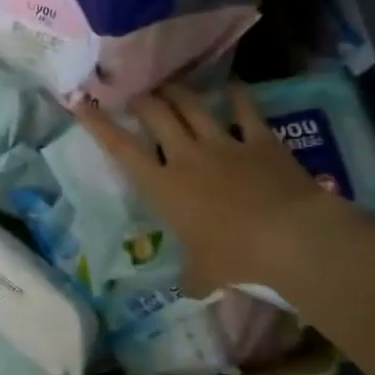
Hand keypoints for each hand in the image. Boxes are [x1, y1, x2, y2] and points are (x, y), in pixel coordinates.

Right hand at [76, 83, 353, 293]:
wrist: (292, 238)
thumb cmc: (235, 257)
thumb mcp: (204, 274)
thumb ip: (191, 278)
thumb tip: (189, 290)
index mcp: (162, 185)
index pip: (121, 148)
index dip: (98, 124)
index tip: (82, 103)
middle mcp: (186, 156)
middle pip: (156, 114)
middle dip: (141, 100)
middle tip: (134, 94)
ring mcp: (224, 144)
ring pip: (192, 105)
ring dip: (177, 92)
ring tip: (168, 84)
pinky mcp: (261, 141)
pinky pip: (245, 111)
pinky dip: (236, 96)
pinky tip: (230, 86)